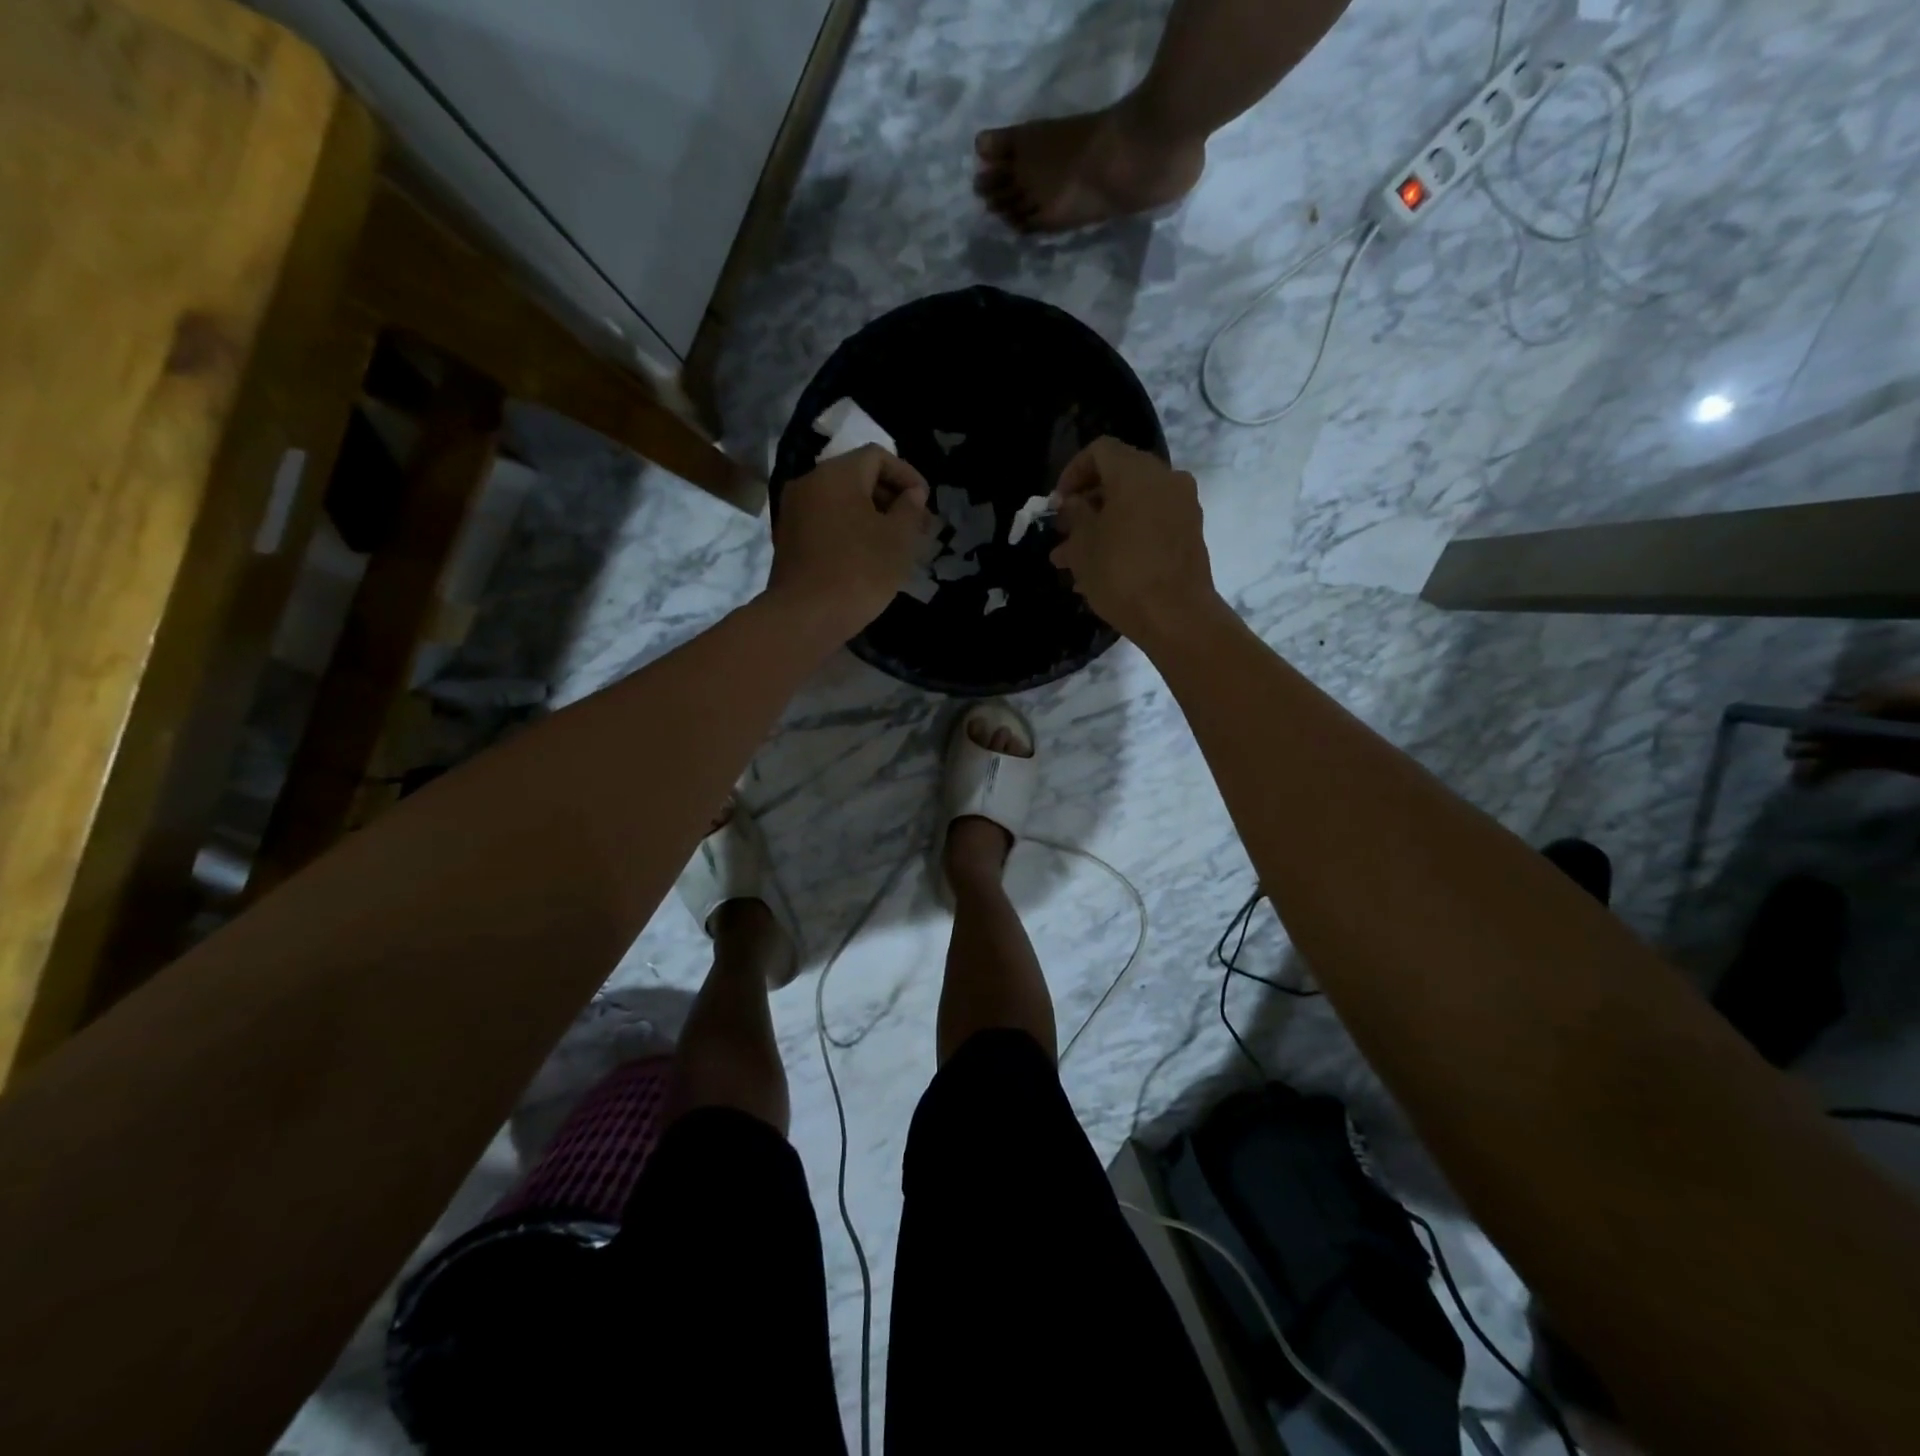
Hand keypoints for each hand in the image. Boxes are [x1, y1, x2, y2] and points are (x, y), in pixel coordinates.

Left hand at [768, 445, 932, 636]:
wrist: (806, 616)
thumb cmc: (860, 571)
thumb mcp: (899, 539)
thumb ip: (910, 509)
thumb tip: (912, 494)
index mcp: (836, 474)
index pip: (877, 456)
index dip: (907, 475)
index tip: (925, 502)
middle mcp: (809, 483)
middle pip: (857, 477)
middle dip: (890, 497)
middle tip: (916, 525)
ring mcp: (793, 511)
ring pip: (841, 501)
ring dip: (871, 515)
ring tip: (895, 543)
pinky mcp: (788, 539)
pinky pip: (826, 521)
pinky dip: (850, 529)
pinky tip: (868, 555)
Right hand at [1049, 437, 1220, 642]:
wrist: (1176, 615)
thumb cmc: (1121, 573)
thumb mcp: (1083, 544)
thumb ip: (1075, 515)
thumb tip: (1074, 503)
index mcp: (1136, 472)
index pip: (1099, 451)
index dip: (1073, 473)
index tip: (1057, 504)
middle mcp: (1165, 479)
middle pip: (1119, 478)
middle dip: (1087, 504)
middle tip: (1064, 533)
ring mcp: (1182, 507)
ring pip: (1133, 506)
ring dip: (1103, 526)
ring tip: (1074, 560)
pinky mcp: (1189, 534)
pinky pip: (1150, 524)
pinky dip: (1126, 536)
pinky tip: (1102, 570)